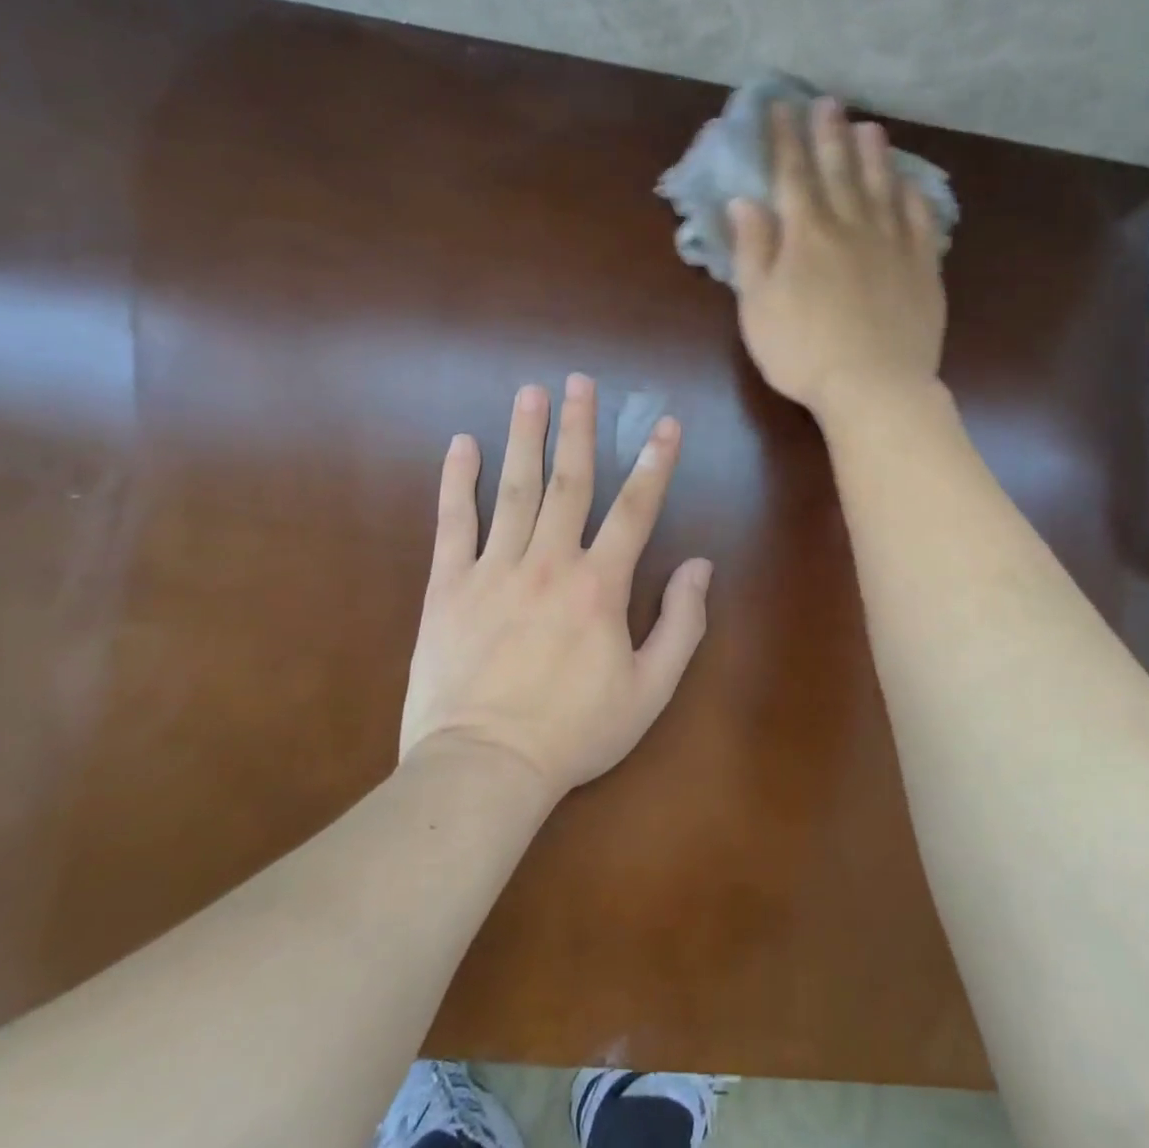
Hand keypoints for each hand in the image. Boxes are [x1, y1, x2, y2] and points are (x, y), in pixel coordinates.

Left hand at [401, 375, 712, 799]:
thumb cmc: (574, 732)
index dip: (655, 463)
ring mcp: (494, 568)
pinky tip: (461, 444)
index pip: (635, 508)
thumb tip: (700, 566)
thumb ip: (681, 624)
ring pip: (514, 488)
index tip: (664, 423)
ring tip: (531, 392)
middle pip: (569, 480)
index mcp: (600, 585)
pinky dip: (458, 481)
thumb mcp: (650, 691)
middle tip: (580, 380)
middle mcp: (549, 561)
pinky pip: (454, 522)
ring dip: (524, 436)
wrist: (485, 767)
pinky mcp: (448, 585)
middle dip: (579, 427)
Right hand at [728, 98, 946, 420]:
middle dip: (829, 134)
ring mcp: (893, 244)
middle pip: (839, 170)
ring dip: (874, 155)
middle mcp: (851, 226)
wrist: (873, 386)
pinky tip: (910, 185)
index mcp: (806, 234)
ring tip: (869, 127)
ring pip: (882, 187)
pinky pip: (921, 220)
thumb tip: (745, 201)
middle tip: (827, 103)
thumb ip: (752, 250)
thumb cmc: (802, 352)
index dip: (785, 138)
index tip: (780, 107)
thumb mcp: (758, 306)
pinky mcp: (923, 267)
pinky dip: (914, 197)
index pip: (793, 174)